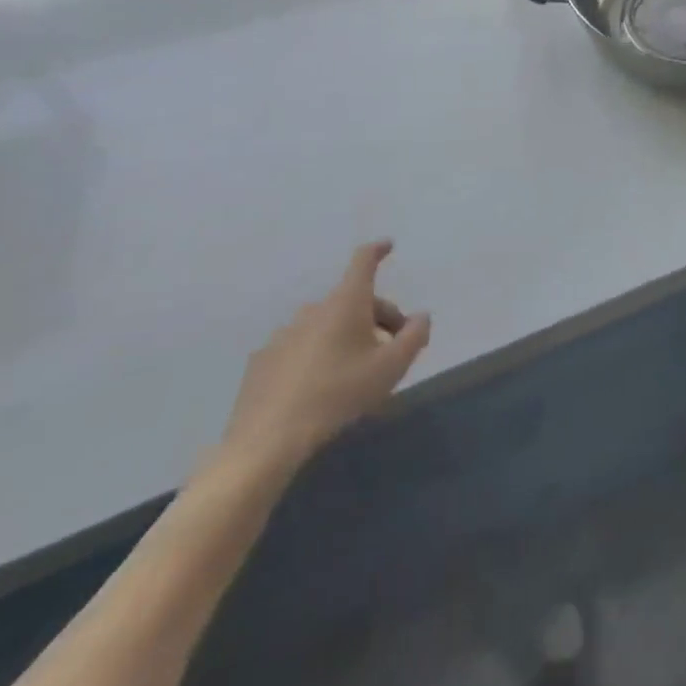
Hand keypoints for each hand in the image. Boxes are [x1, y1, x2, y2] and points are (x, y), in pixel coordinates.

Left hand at [217, 241, 430, 480]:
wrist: (267, 440)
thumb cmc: (338, 394)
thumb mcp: (391, 368)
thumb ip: (414, 336)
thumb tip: (422, 317)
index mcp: (346, 302)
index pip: (363, 261)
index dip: (378, 250)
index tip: (388, 246)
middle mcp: (314, 309)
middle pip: (353, 300)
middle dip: (377, 317)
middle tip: (392, 349)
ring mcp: (284, 334)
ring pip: (326, 325)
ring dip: (346, 337)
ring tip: (356, 374)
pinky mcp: (263, 361)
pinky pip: (300, 348)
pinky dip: (316, 356)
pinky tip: (320, 389)